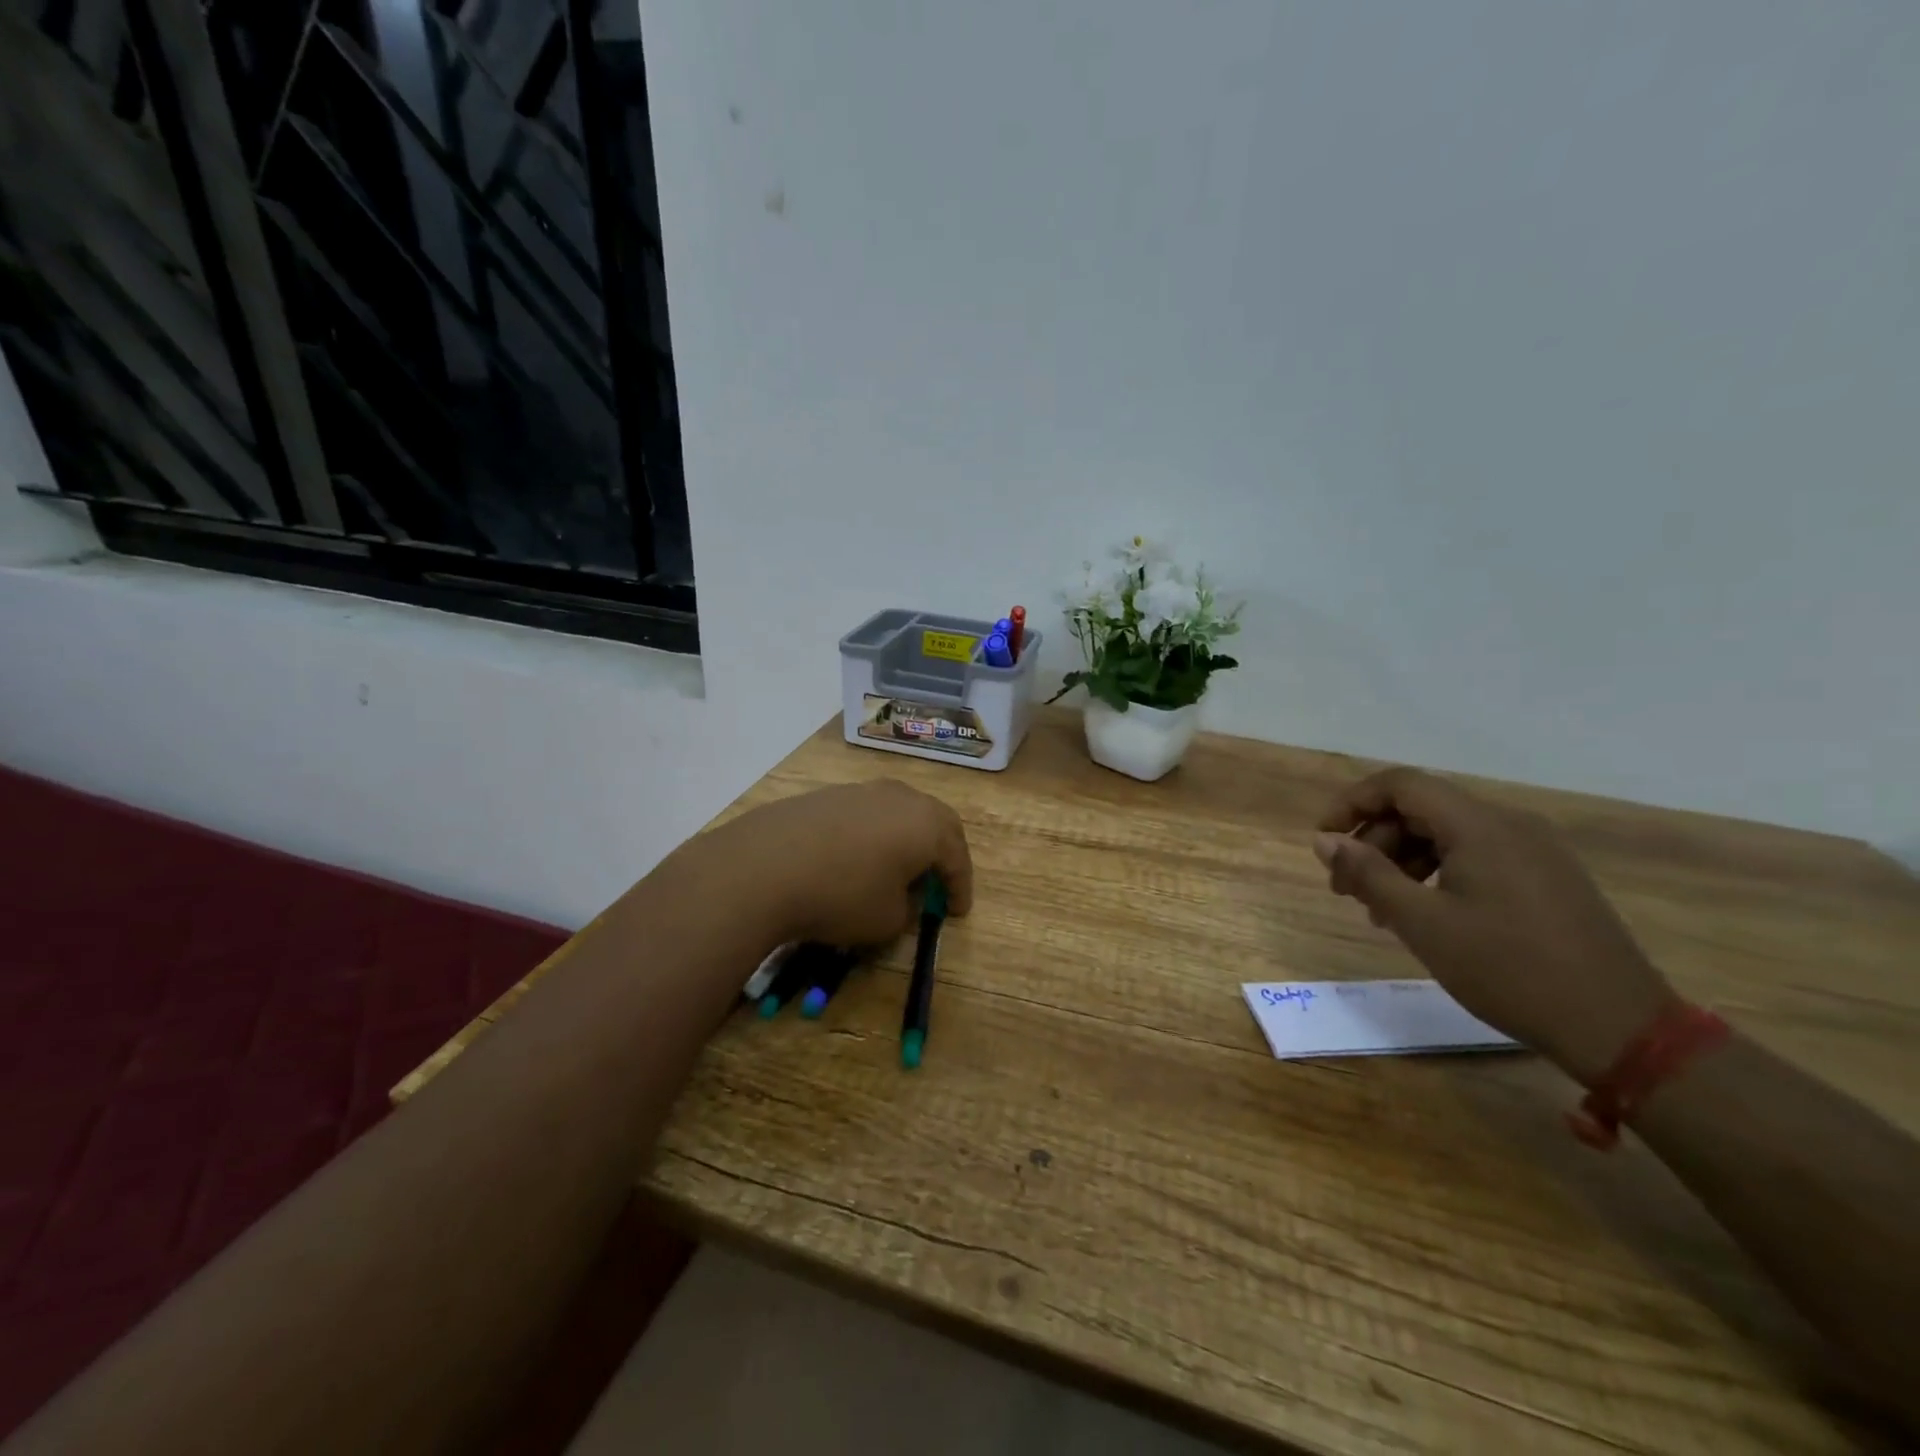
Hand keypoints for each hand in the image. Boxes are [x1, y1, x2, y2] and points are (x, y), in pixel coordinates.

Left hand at [713, 780, 973, 947]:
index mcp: (927, 824)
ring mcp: (862, 791)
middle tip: (938, 880)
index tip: (958, 911)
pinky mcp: (827, 795)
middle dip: (940, 852)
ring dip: (904, 840)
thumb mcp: (887, 920)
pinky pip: (864, 815)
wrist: (764, 866)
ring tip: (895, 869)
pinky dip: (871, 836)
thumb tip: (900, 897)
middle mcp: (900, 798)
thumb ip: (906, 909)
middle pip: (934, 822)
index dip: (960, 886)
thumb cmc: (842, 895)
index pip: (957, 856)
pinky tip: (854, 859)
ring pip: (898, 813)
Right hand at [1314, 768, 1676, 1083]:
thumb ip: (1368, 874)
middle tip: (1345, 888)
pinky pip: (1476, 855)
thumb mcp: (1422, 924)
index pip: (1400, 785)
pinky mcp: (1548, 877)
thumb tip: (1324, 841)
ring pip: (1447, 834)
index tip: (1323, 840)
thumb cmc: (1509, 970)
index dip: (1352, 803)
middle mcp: (1509, 824)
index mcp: (1480, 825)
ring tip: (1380, 910)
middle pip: (1421, 809)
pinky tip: (1426, 914)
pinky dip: (1437, 873)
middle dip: (1374, 841)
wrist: (1621, 1029)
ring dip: (1402, 861)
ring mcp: (1535, 850)